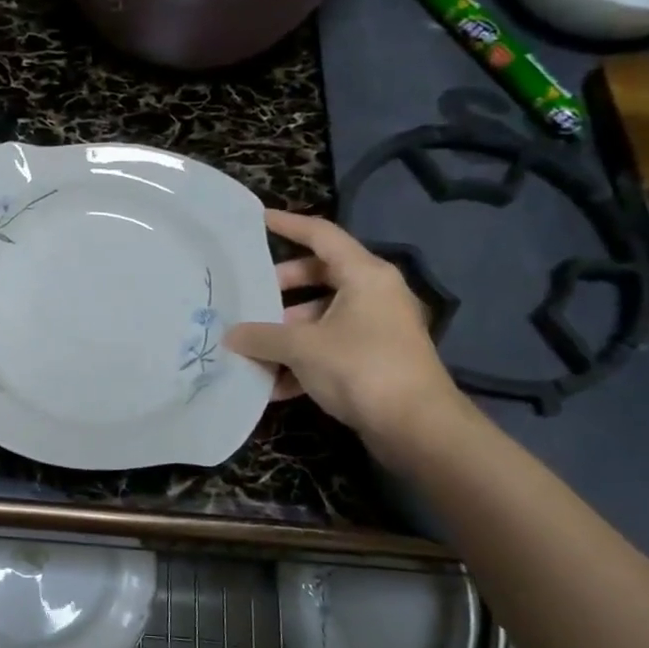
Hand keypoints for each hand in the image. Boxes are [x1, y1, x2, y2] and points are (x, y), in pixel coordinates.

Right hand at [225, 209, 464, 452]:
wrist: (417, 427)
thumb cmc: (360, 368)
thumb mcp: (302, 348)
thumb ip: (262, 336)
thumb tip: (231, 335)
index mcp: (364, 275)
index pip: (321, 235)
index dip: (288, 225)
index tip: (257, 220)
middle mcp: (374, 294)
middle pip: (319, 277)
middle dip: (280, 290)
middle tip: (248, 299)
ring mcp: (377, 328)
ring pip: (322, 318)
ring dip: (287, 333)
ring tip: (252, 348)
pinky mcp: (375, 360)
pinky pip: (331, 349)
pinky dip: (303, 362)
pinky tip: (273, 387)